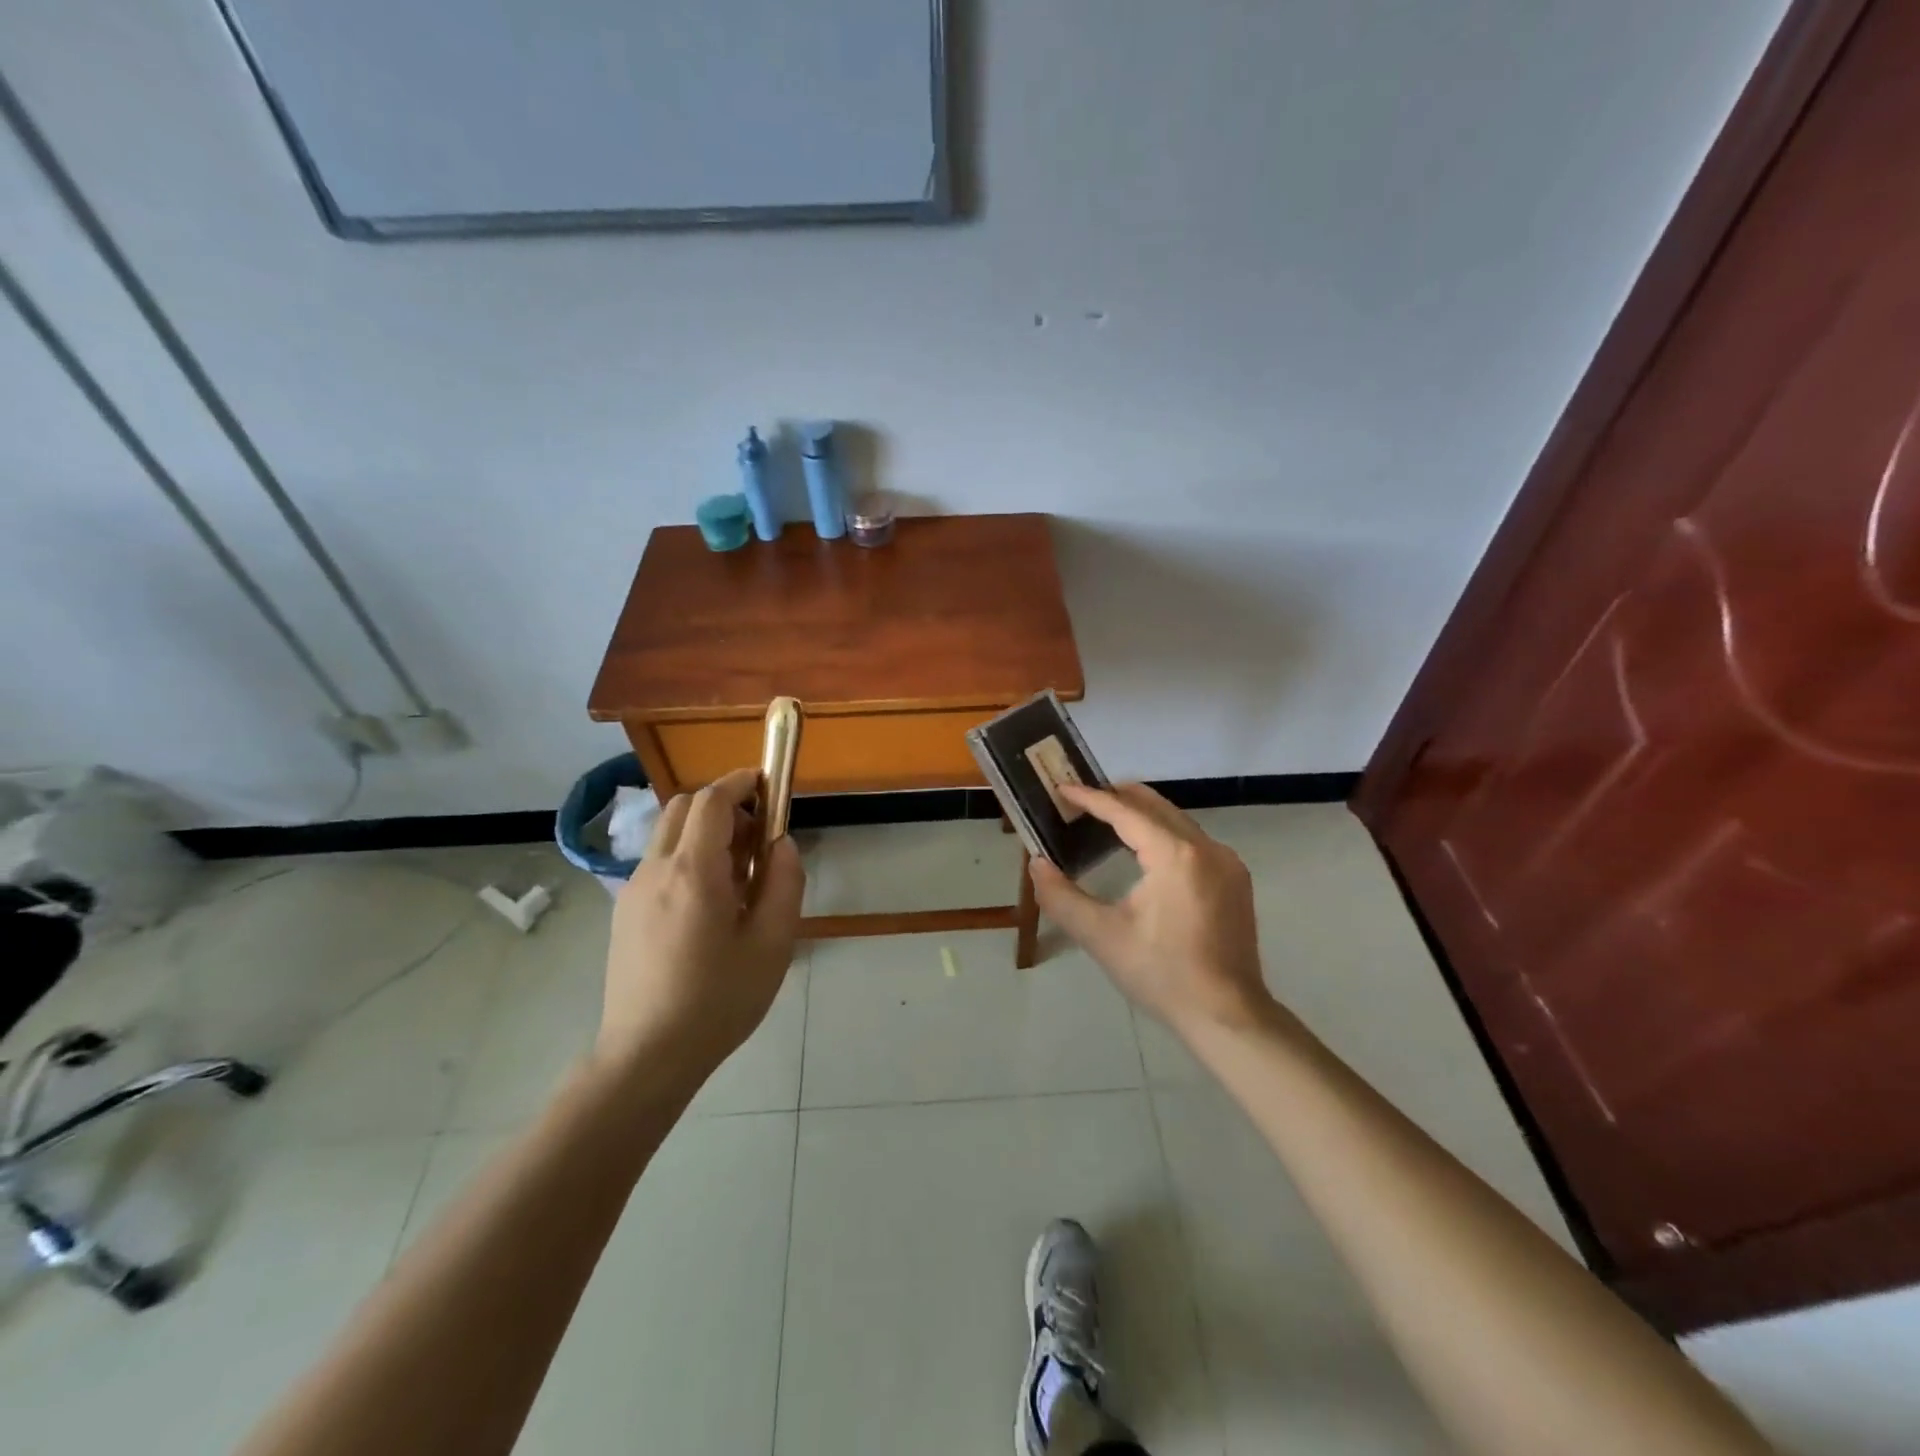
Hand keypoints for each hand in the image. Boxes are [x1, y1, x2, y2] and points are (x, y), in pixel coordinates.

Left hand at [596, 768, 805, 1084]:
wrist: (647, 1056)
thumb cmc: (719, 1000)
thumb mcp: (773, 943)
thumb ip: (784, 882)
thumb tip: (781, 844)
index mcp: (694, 872)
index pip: (712, 800)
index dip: (741, 782)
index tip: (768, 785)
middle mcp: (656, 870)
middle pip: (685, 807)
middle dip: (724, 806)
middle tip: (756, 839)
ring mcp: (633, 890)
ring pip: (669, 834)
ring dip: (705, 833)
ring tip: (736, 878)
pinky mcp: (624, 912)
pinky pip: (658, 863)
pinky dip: (687, 858)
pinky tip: (707, 906)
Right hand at [1029, 783, 1273, 1036]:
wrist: (1227, 1016)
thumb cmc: (1161, 975)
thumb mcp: (1101, 937)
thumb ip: (1061, 897)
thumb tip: (1036, 864)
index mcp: (1175, 855)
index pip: (1125, 812)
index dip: (1090, 798)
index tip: (1061, 788)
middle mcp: (1206, 847)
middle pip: (1155, 805)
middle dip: (1116, 796)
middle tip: (1080, 798)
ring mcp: (1227, 862)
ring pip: (1177, 820)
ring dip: (1141, 814)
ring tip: (1105, 818)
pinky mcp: (1235, 879)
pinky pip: (1193, 840)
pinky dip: (1163, 833)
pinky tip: (1144, 850)